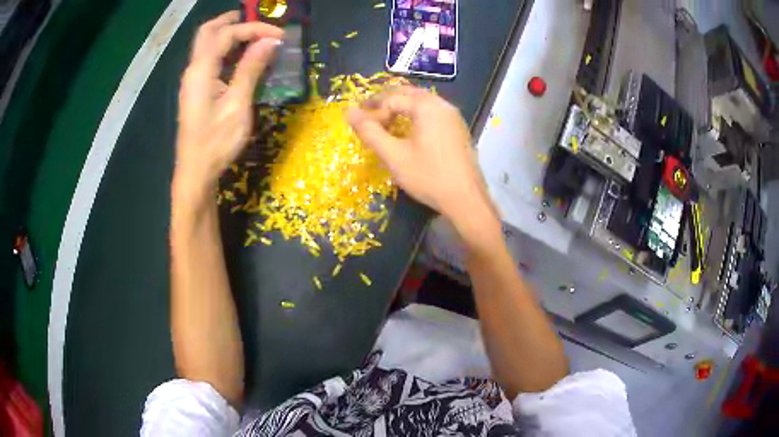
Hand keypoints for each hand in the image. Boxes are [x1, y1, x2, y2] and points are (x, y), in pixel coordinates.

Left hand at [174, 11, 282, 201]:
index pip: (226, 34)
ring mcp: (192, 81)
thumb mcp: (237, 105)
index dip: (254, 29)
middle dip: (231, 22)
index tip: (279, 36)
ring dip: (227, 34)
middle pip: (207, 32)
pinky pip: (209, 60)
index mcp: (201, 70)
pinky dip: (224, 50)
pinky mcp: (195, 91)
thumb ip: (251, 69)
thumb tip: (270, 41)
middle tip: (255, 20)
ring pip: (206, 45)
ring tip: (252, 35)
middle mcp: (193, 70)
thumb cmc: (216, 142)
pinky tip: (240, 57)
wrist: (195, 172)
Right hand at [347, 87, 496, 229]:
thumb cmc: (428, 177)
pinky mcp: (458, 129)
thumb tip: (348, 111)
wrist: (466, 200)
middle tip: (367, 116)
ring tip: (385, 124)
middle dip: (385, 102)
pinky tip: (408, 133)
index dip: (373, 111)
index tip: (361, 127)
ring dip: (400, 108)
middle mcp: (442, 105)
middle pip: (408, 94)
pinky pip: (432, 113)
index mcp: (427, 106)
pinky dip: (415, 116)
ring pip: (421, 102)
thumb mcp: (394, 155)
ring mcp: (453, 116)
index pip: (391, 98)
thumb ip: (369, 132)